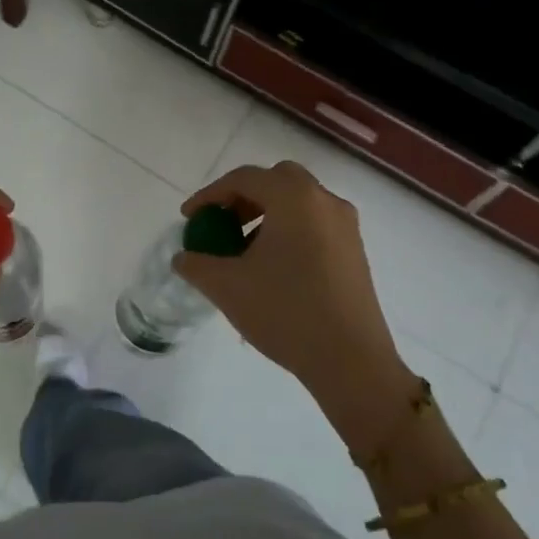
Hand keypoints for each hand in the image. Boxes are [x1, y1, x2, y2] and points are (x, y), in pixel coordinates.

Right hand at [175, 161, 414, 453]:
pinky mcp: (355, 250)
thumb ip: (197, 265)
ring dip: (267, 213)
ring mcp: (346, 225)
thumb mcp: (227, 287)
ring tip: (244, 250)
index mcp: (293, 198)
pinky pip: (315, 223)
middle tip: (221, 223)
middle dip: (244, 197)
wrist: (350, 360)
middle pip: (277, 180)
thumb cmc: (285, 312)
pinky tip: (274, 266)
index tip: (189, 219)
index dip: (210, 195)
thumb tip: (183, 258)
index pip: (244, 179)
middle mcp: (324, 201)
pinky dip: (289, 229)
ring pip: (299, 201)